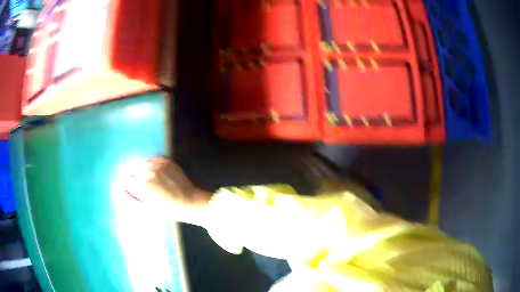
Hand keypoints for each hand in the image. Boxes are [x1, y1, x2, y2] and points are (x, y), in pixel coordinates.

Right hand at [119, 157, 211, 225]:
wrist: (188, 201)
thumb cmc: (166, 210)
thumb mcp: (146, 209)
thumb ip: (131, 200)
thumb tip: (121, 190)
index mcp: (141, 184)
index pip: (126, 178)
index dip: (127, 183)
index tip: (130, 187)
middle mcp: (147, 171)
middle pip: (133, 167)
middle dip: (134, 174)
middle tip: (140, 182)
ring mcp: (158, 164)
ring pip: (143, 162)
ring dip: (143, 168)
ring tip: (150, 178)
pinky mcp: (166, 160)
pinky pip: (154, 159)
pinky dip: (153, 164)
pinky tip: (158, 173)